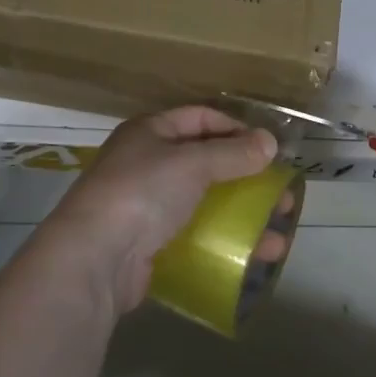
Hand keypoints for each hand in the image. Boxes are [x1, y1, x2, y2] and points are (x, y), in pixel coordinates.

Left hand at [38, 106, 280, 314]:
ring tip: (277, 238)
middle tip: (281, 196)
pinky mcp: (151, 244)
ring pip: (205, 204)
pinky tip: (252, 257)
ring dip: (243, 218)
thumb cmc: (143, 193)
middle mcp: (147, 164)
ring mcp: (147, 206)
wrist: (95, 258)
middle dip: (247, 179)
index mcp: (150, 132)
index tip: (269, 149)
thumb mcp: (191, 163)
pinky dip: (224, 242)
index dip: (236, 128)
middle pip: (206, 163)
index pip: (200, 118)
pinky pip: (196, 236)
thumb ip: (233, 153)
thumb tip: (270, 142)